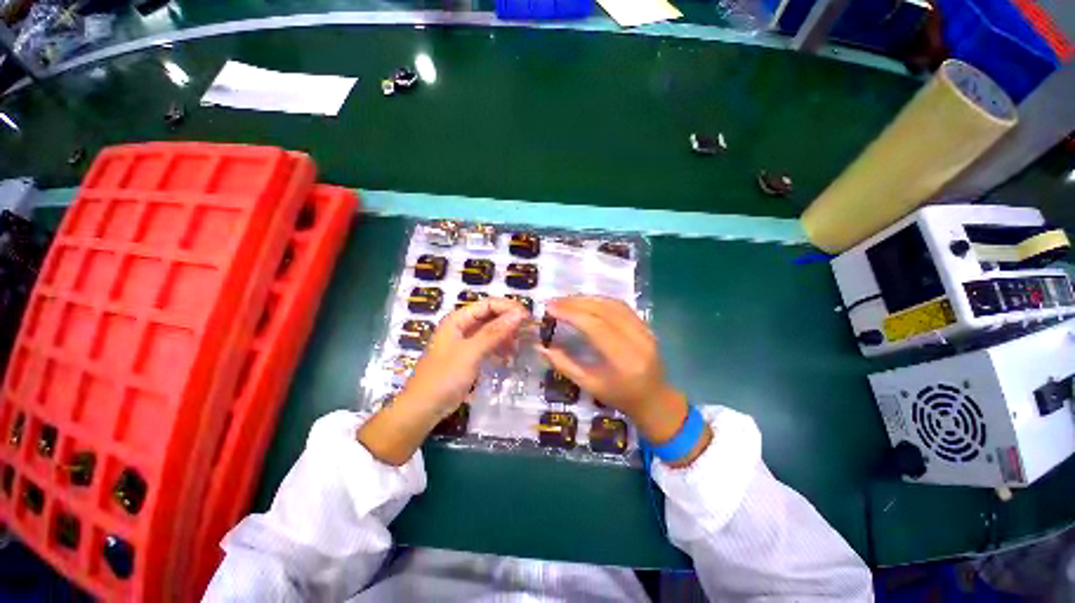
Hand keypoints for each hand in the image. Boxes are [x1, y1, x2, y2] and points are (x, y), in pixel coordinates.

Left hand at [358, 298, 528, 464]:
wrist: (423, 409)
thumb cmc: (444, 377)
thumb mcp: (471, 352)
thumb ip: (494, 332)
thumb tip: (520, 314)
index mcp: (458, 319)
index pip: (488, 304)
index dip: (508, 307)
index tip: (527, 317)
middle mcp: (462, 326)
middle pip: (491, 316)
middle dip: (510, 321)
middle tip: (529, 330)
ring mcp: (466, 342)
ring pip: (492, 331)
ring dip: (507, 335)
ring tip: (523, 344)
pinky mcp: (470, 356)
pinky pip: (489, 345)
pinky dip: (501, 348)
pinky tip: (510, 356)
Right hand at [539, 296, 701, 452]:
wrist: (654, 399)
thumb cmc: (620, 397)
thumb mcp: (589, 386)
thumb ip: (565, 365)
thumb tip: (541, 347)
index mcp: (624, 360)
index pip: (595, 327)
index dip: (571, 314)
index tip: (550, 308)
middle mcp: (638, 340)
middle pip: (605, 311)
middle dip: (576, 302)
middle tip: (554, 301)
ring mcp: (646, 331)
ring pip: (614, 304)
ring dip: (588, 298)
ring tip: (566, 300)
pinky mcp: (647, 326)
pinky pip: (622, 307)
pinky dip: (601, 301)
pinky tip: (587, 302)